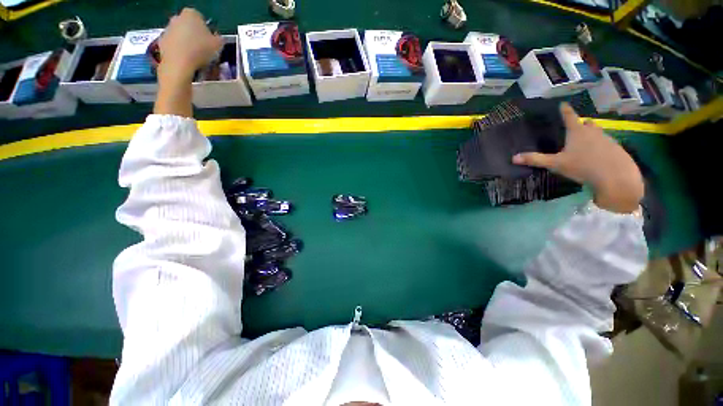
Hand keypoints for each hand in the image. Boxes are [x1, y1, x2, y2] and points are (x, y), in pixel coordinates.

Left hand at [157, 8, 222, 82]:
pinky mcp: (161, 42)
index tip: (211, 43)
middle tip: (204, 50)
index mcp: (191, 14)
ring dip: (188, 44)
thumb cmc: (200, 50)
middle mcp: (177, 18)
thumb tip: (217, 39)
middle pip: (189, 27)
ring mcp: (167, 29)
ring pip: (181, 36)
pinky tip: (187, 61)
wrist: (179, 64)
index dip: (207, 31)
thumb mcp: (218, 45)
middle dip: (195, 37)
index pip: (201, 19)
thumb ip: (218, 39)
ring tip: (197, 59)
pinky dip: (180, 52)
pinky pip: (174, 46)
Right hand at [512, 103, 643, 213]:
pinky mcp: (617, 149)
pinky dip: (601, 147)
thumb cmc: (583, 166)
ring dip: (592, 135)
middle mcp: (594, 132)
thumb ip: (536, 160)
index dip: (565, 110)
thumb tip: (513, 158)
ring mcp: (608, 140)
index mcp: (577, 132)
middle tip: (576, 127)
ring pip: (598, 133)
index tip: (563, 104)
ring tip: (586, 144)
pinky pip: (607, 144)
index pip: (569, 117)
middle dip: (582, 124)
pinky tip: (598, 156)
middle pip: (587, 124)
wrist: (616, 177)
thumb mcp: (556, 164)